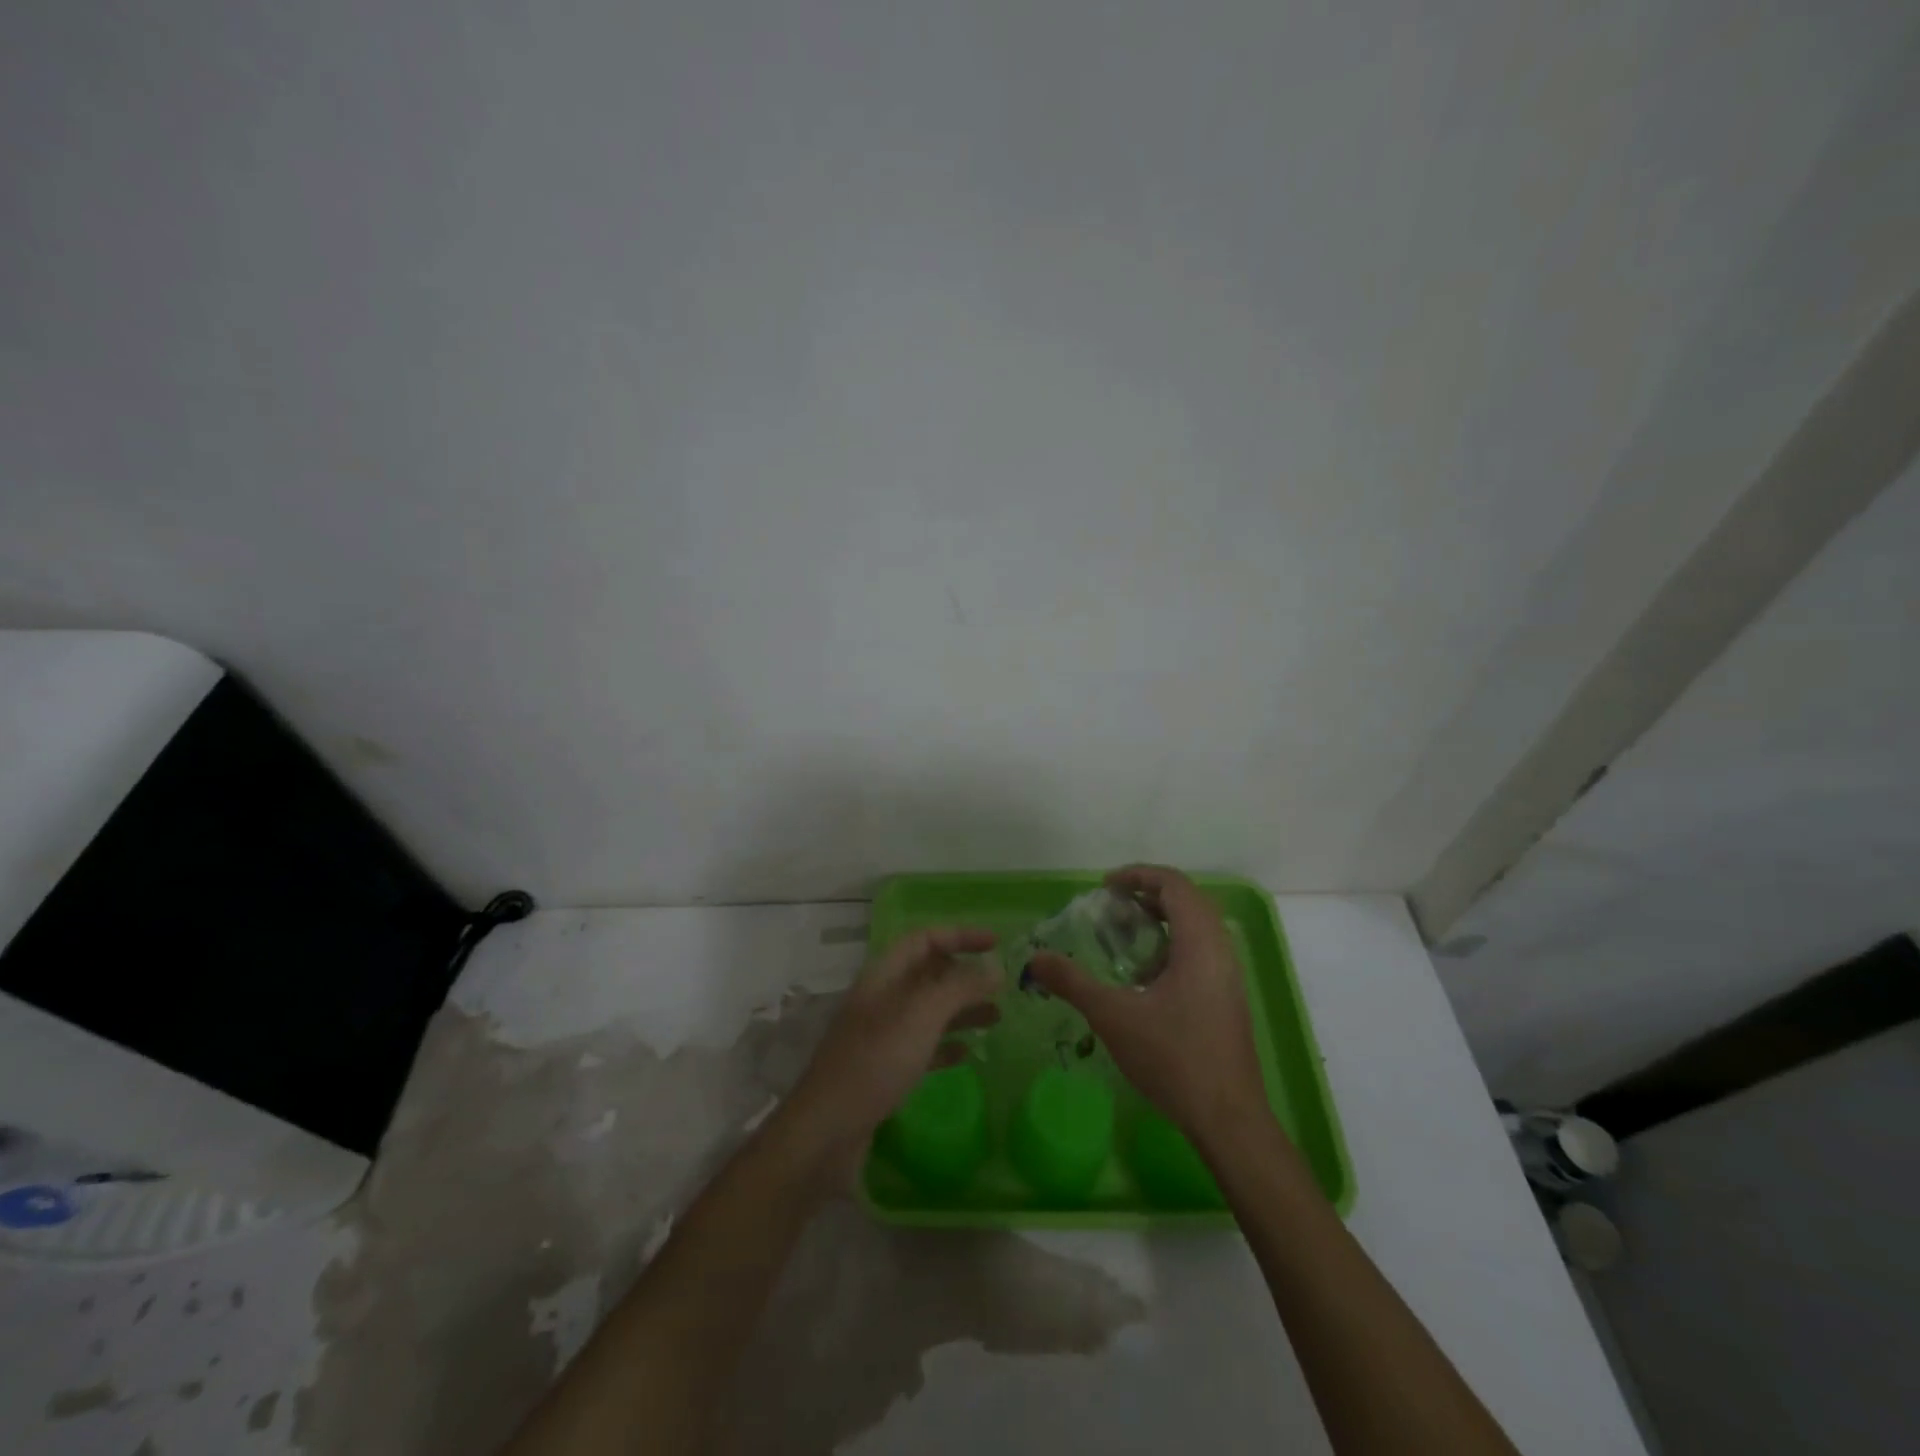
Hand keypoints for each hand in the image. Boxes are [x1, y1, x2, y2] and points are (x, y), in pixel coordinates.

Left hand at [784, 927, 1001, 1176]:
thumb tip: (994, 968)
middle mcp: (882, 1000)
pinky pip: (922, 1047)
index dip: (959, 935)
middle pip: (928, 974)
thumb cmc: (874, 1063)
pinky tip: (968, 1054)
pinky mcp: (884, 1071)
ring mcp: (881, 1037)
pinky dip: (946, 1045)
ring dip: (961, 1010)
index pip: (924, 940)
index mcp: (883, 977)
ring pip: (929, 1011)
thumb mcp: (920, 1016)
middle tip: (1002, 985)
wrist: (825, 1134)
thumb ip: (959, 988)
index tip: (996, 942)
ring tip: (997, 1017)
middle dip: (965, 974)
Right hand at [1028, 866, 1268, 1148]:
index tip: (1105, 887)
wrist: (1228, 1119)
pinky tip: (1145, 978)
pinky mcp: (1228, 998)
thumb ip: (1072, 982)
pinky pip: (1201, 952)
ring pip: (1197, 927)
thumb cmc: (1173, 1058)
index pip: (1174, 884)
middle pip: (1187, 901)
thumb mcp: (1114, 1016)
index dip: (1138, 875)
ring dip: (1161, 921)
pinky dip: (1172, 946)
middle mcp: (1220, 950)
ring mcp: (1228, 976)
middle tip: (1112, 907)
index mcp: (1200, 943)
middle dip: (1148, 895)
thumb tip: (1034, 958)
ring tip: (1124, 938)